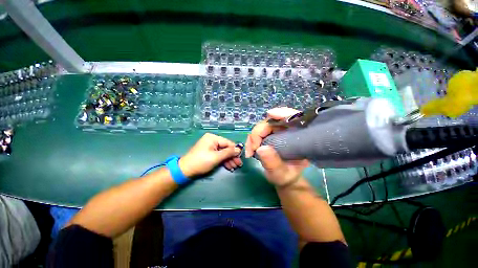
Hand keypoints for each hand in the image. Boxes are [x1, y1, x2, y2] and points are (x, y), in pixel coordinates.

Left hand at [179, 133, 241, 177]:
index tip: (241, 157)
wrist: (185, 170)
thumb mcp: (216, 157)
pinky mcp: (209, 153)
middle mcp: (212, 140)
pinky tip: (229, 166)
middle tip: (239, 164)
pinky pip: (219, 155)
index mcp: (213, 138)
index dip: (235, 150)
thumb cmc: (201, 161)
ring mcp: (210, 147)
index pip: (228, 143)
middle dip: (232, 157)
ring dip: (229, 160)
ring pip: (223, 153)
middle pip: (226, 148)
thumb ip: (228, 152)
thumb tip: (239, 149)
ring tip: (235, 167)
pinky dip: (223, 161)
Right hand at [245, 107, 308, 186]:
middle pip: (272, 121)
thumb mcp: (282, 173)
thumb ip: (273, 163)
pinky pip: (258, 133)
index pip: (295, 117)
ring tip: (250, 152)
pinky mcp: (269, 135)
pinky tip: (250, 150)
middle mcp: (288, 130)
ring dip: (253, 137)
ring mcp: (277, 132)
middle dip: (258, 132)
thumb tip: (261, 148)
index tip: (271, 114)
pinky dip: (252, 139)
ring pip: (262, 126)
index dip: (283, 113)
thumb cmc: (287, 176)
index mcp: (298, 136)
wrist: (284, 178)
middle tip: (253, 148)